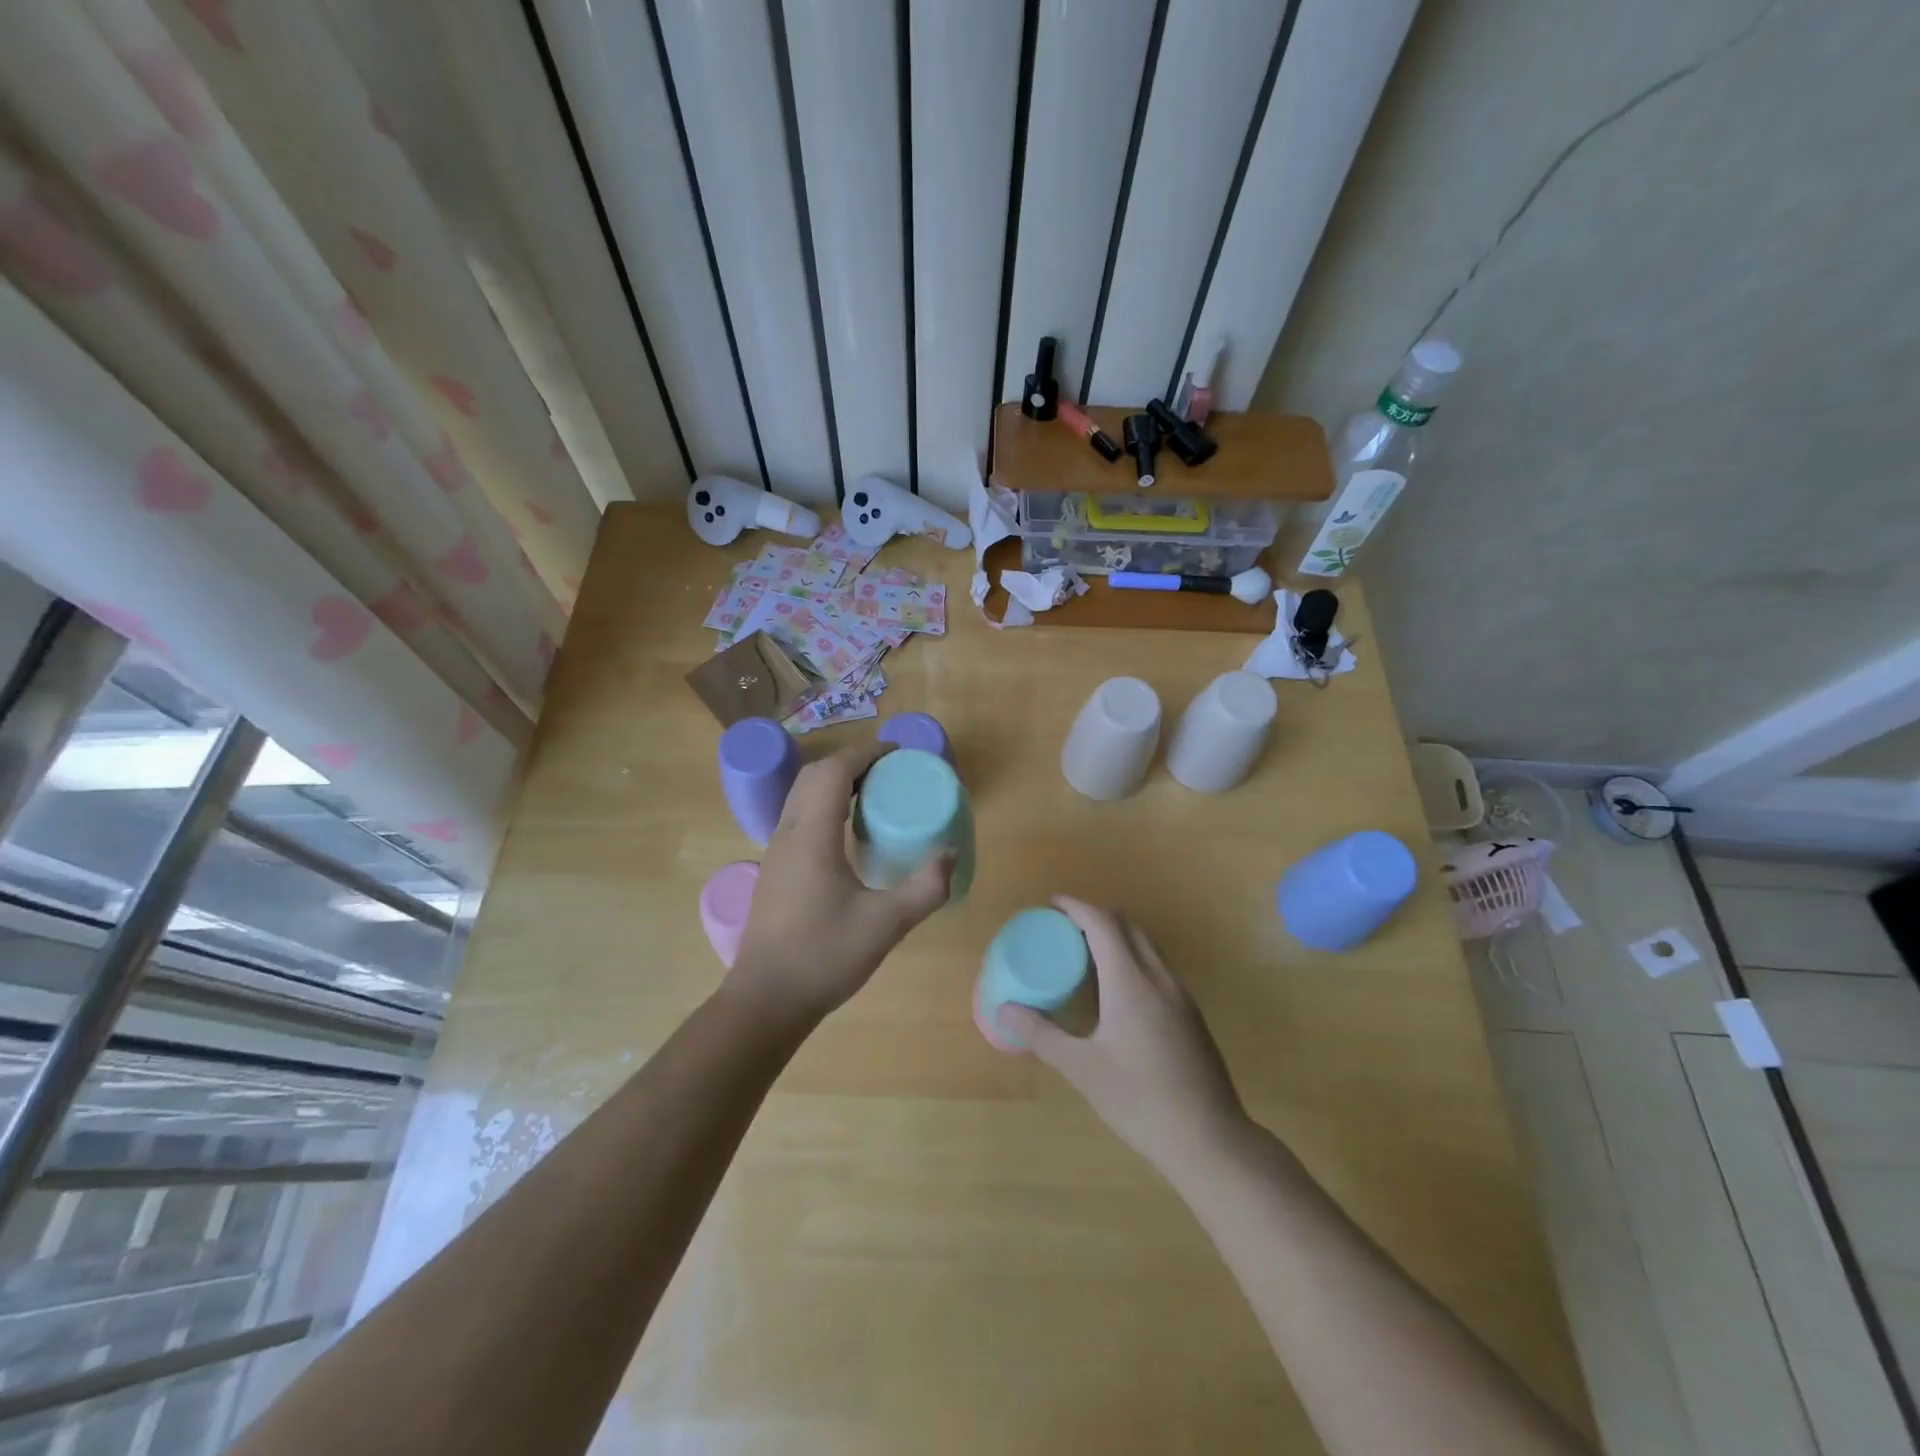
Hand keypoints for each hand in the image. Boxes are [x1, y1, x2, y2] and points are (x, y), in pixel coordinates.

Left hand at [725, 740, 953, 1029]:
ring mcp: (776, 853)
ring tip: (875, 797)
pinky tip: (850, 836)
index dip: (866, 753)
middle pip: (814, 776)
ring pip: (802, 796)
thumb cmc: (824, 956)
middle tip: (890, 773)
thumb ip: (925, 888)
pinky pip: (800, 818)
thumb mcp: (886, 924)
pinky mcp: (776, 871)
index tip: (898, 754)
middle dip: (852, 763)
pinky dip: (825, 807)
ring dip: (836, 784)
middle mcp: (788, 834)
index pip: (833, 771)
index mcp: (812, 835)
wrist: (767, 1000)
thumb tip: (951, 855)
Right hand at [998, 897, 1248, 1176]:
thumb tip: (1006, 1010)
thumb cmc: (1140, 1101)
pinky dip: (1132, 958)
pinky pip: (1157, 967)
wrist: (1210, 1139)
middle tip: (1064, 929)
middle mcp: (1159, 978)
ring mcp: (1180, 995)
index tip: (1051, 904)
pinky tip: (1115, 992)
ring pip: (1146, 945)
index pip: (1103, 924)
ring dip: (1116, 936)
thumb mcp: (1082, 1069)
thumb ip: (1042, 1035)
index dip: (1076, 907)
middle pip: (1128, 925)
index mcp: (1131, 982)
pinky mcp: (1190, 1014)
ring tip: (1085, 955)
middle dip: (1095, 916)